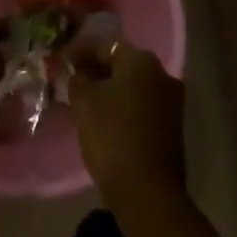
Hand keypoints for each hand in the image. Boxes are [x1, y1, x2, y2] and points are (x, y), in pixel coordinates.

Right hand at [65, 36, 186, 210]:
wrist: (148, 191)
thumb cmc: (112, 137)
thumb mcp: (84, 103)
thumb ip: (78, 79)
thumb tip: (79, 72)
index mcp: (141, 60)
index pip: (105, 45)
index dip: (81, 52)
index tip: (62, 62)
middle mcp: (162, 72)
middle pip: (122, 63)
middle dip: (97, 70)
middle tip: (73, 82)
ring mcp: (171, 99)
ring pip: (133, 85)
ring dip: (111, 90)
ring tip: (86, 102)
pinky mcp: (173, 125)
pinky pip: (142, 105)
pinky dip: (124, 107)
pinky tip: (107, 120)